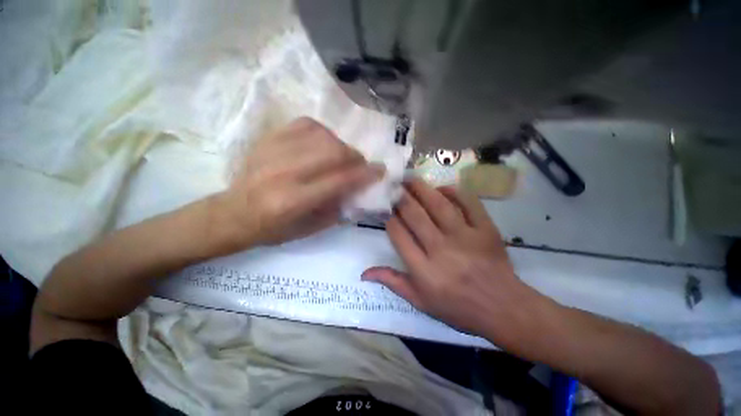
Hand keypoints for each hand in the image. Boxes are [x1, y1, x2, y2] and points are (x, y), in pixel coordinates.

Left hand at [216, 117, 383, 248]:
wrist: (234, 213)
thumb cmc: (275, 229)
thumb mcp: (311, 229)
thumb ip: (339, 209)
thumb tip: (361, 189)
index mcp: (294, 201)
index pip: (340, 180)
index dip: (366, 174)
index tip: (380, 170)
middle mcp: (284, 172)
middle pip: (334, 152)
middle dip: (356, 157)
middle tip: (361, 165)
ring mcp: (274, 151)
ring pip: (323, 136)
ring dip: (342, 146)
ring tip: (343, 157)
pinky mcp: (268, 138)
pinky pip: (306, 124)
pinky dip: (323, 133)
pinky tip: (324, 144)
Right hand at [362, 179, 539, 341]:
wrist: (502, 308)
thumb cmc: (457, 307)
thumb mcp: (420, 302)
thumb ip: (393, 282)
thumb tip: (364, 273)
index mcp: (423, 270)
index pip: (398, 235)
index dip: (389, 218)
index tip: (385, 208)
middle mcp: (441, 250)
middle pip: (415, 215)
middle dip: (401, 197)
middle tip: (393, 186)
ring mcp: (465, 237)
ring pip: (438, 205)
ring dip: (421, 189)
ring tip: (410, 179)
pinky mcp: (486, 230)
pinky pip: (469, 203)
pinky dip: (455, 192)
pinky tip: (442, 188)